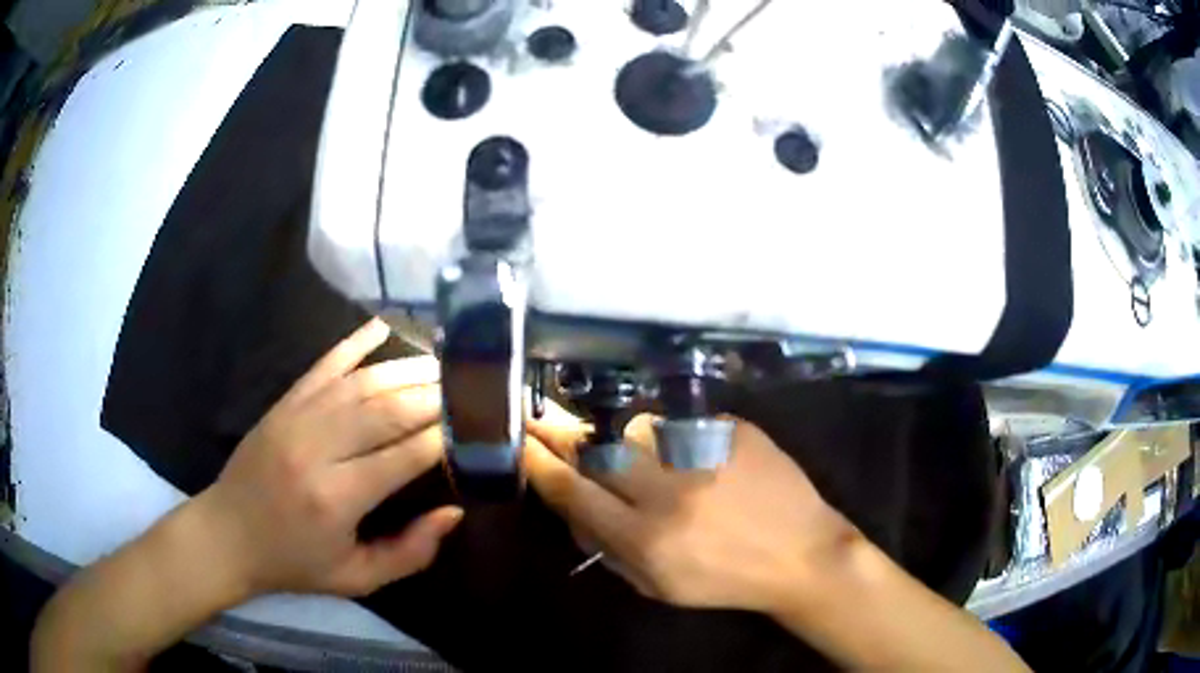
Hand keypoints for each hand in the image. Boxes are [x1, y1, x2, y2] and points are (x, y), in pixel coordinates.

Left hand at [195, 319, 462, 597]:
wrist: (228, 536)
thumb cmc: (294, 563)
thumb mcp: (356, 579)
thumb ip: (409, 553)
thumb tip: (452, 512)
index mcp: (336, 498)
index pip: (403, 456)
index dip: (444, 437)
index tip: (478, 424)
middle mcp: (317, 449)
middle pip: (385, 409)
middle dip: (433, 395)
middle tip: (471, 387)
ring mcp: (296, 419)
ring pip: (360, 383)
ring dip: (405, 369)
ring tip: (442, 363)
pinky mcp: (283, 405)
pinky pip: (323, 366)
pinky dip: (353, 343)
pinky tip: (381, 326)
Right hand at [526, 415, 856, 612]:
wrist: (801, 553)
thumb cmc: (725, 580)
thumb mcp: (658, 587)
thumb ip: (606, 549)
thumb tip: (571, 507)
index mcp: (647, 539)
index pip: (573, 492)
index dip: (540, 465)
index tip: (522, 444)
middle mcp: (670, 492)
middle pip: (597, 448)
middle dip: (565, 435)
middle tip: (547, 424)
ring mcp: (704, 454)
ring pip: (637, 428)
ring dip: (626, 442)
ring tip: (643, 459)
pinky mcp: (733, 430)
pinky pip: (682, 423)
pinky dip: (673, 438)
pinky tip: (692, 459)